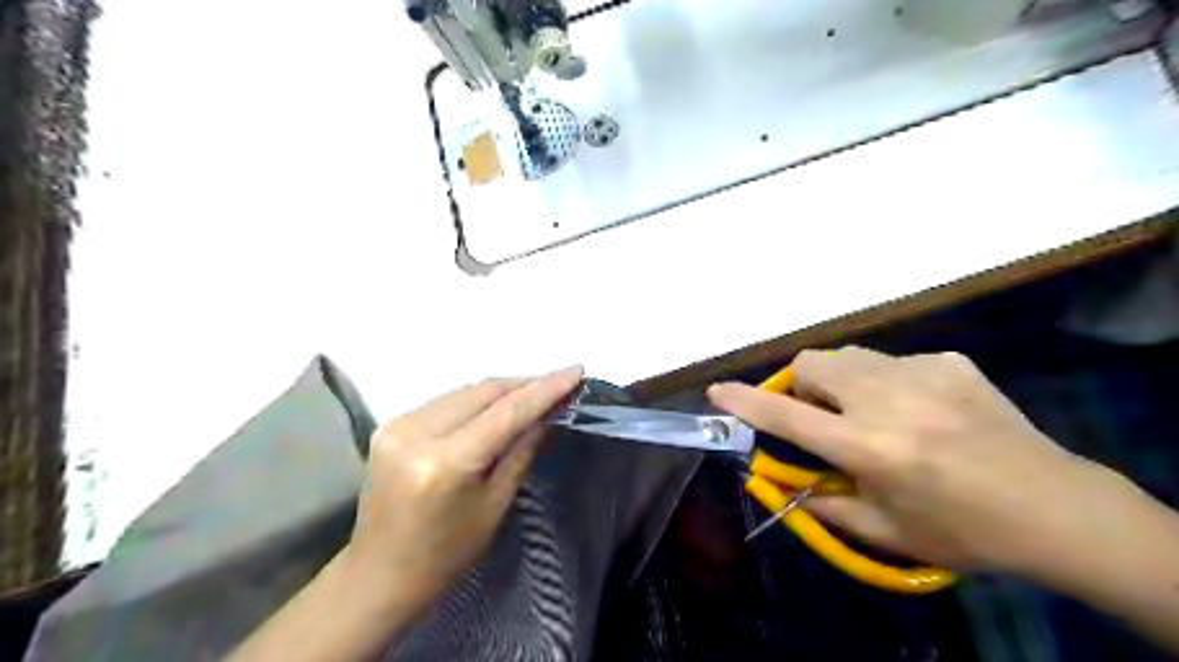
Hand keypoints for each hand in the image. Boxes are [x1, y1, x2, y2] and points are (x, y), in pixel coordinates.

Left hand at [346, 366, 587, 617]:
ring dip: (501, 390)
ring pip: (464, 391)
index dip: (544, 389)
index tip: (576, 371)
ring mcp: (398, 425)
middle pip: (483, 391)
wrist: (380, 574)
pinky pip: (446, 401)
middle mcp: (416, 432)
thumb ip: (523, 450)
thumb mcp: (495, 504)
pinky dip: (476, 400)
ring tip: (533, 393)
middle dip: (524, 384)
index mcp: (446, 462)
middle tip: (559, 383)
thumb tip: (549, 414)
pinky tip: (496, 406)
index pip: (505, 412)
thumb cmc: (447, 553)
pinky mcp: (390, 425)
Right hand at [708, 348, 1116, 570]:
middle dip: (801, 385)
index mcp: (870, 447)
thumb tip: (779, 477)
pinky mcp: (949, 361)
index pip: (787, 415)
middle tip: (823, 416)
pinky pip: (892, 361)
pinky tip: (920, 410)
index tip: (718, 392)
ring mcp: (923, 372)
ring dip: (840, 380)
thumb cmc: (962, 531)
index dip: (745, 401)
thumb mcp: (882, 529)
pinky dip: (885, 382)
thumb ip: (821, 500)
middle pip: (812, 363)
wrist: (1056, 509)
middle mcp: (889, 400)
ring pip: (848, 355)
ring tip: (870, 412)